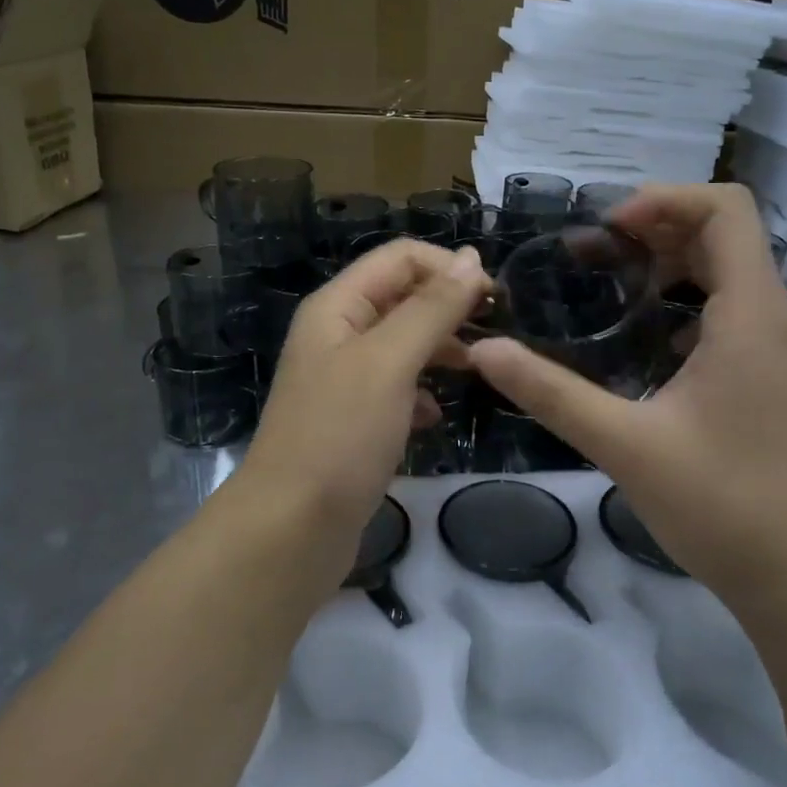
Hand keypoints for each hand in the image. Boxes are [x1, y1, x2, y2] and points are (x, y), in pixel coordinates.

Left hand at [240, 240, 488, 566]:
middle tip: (494, 335)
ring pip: (403, 345)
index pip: (400, 258)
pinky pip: (396, 389)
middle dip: (448, 309)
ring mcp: (343, 380)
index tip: (494, 298)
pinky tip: (433, 417)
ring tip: (476, 371)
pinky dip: (421, 394)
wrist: (291, 529)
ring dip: (440, 350)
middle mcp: (337, 335)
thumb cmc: (340, 436)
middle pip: (402, 298)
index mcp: (337, 307)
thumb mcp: (390, 362)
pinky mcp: (353, 421)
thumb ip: (432, 308)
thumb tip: (472, 259)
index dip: (449, 268)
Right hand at [466, 184, 786, 606]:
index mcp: (747, 315)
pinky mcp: (766, 377)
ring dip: (670, 264)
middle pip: (724, 234)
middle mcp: (769, 318)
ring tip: (611, 285)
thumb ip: (551, 393)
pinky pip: (728, 311)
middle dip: (657, 228)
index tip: (606, 230)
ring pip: (728, 273)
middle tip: (594, 254)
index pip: (725, 209)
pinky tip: (643, 341)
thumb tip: (486, 351)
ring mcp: (772, 349)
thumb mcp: (624, 444)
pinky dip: (684, 302)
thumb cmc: (721, 504)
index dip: (664, 200)